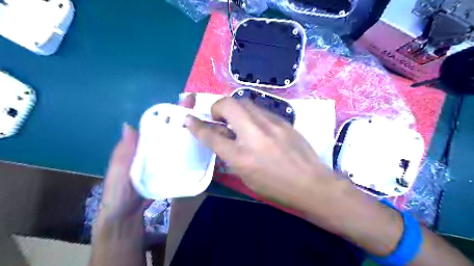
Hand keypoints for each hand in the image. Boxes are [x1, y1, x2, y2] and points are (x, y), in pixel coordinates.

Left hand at [99, 95, 197, 224]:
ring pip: (180, 144)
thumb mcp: (118, 171)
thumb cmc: (120, 192)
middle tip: (205, 112)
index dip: (172, 113)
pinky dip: (192, 153)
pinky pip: (183, 158)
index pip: (159, 124)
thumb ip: (124, 152)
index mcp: (143, 145)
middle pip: (173, 131)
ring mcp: (165, 160)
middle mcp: (155, 149)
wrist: (127, 215)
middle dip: (187, 121)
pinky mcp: (172, 171)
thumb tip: (129, 124)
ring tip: (209, 127)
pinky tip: (203, 149)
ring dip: (192, 136)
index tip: (187, 102)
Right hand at [184, 97, 336, 209]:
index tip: (189, 119)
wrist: (311, 183)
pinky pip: (260, 109)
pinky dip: (251, 113)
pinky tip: (256, 125)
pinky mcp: (283, 120)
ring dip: (234, 108)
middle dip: (217, 107)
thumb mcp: (246, 177)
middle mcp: (254, 134)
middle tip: (219, 117)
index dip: (196, 126)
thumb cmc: (276, 187)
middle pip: (228, 105)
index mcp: (241, 156)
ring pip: (245, 101)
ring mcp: (271, 124)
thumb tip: (221, 139)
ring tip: (237, 120)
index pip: (211, 135)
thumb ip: (230, 156)